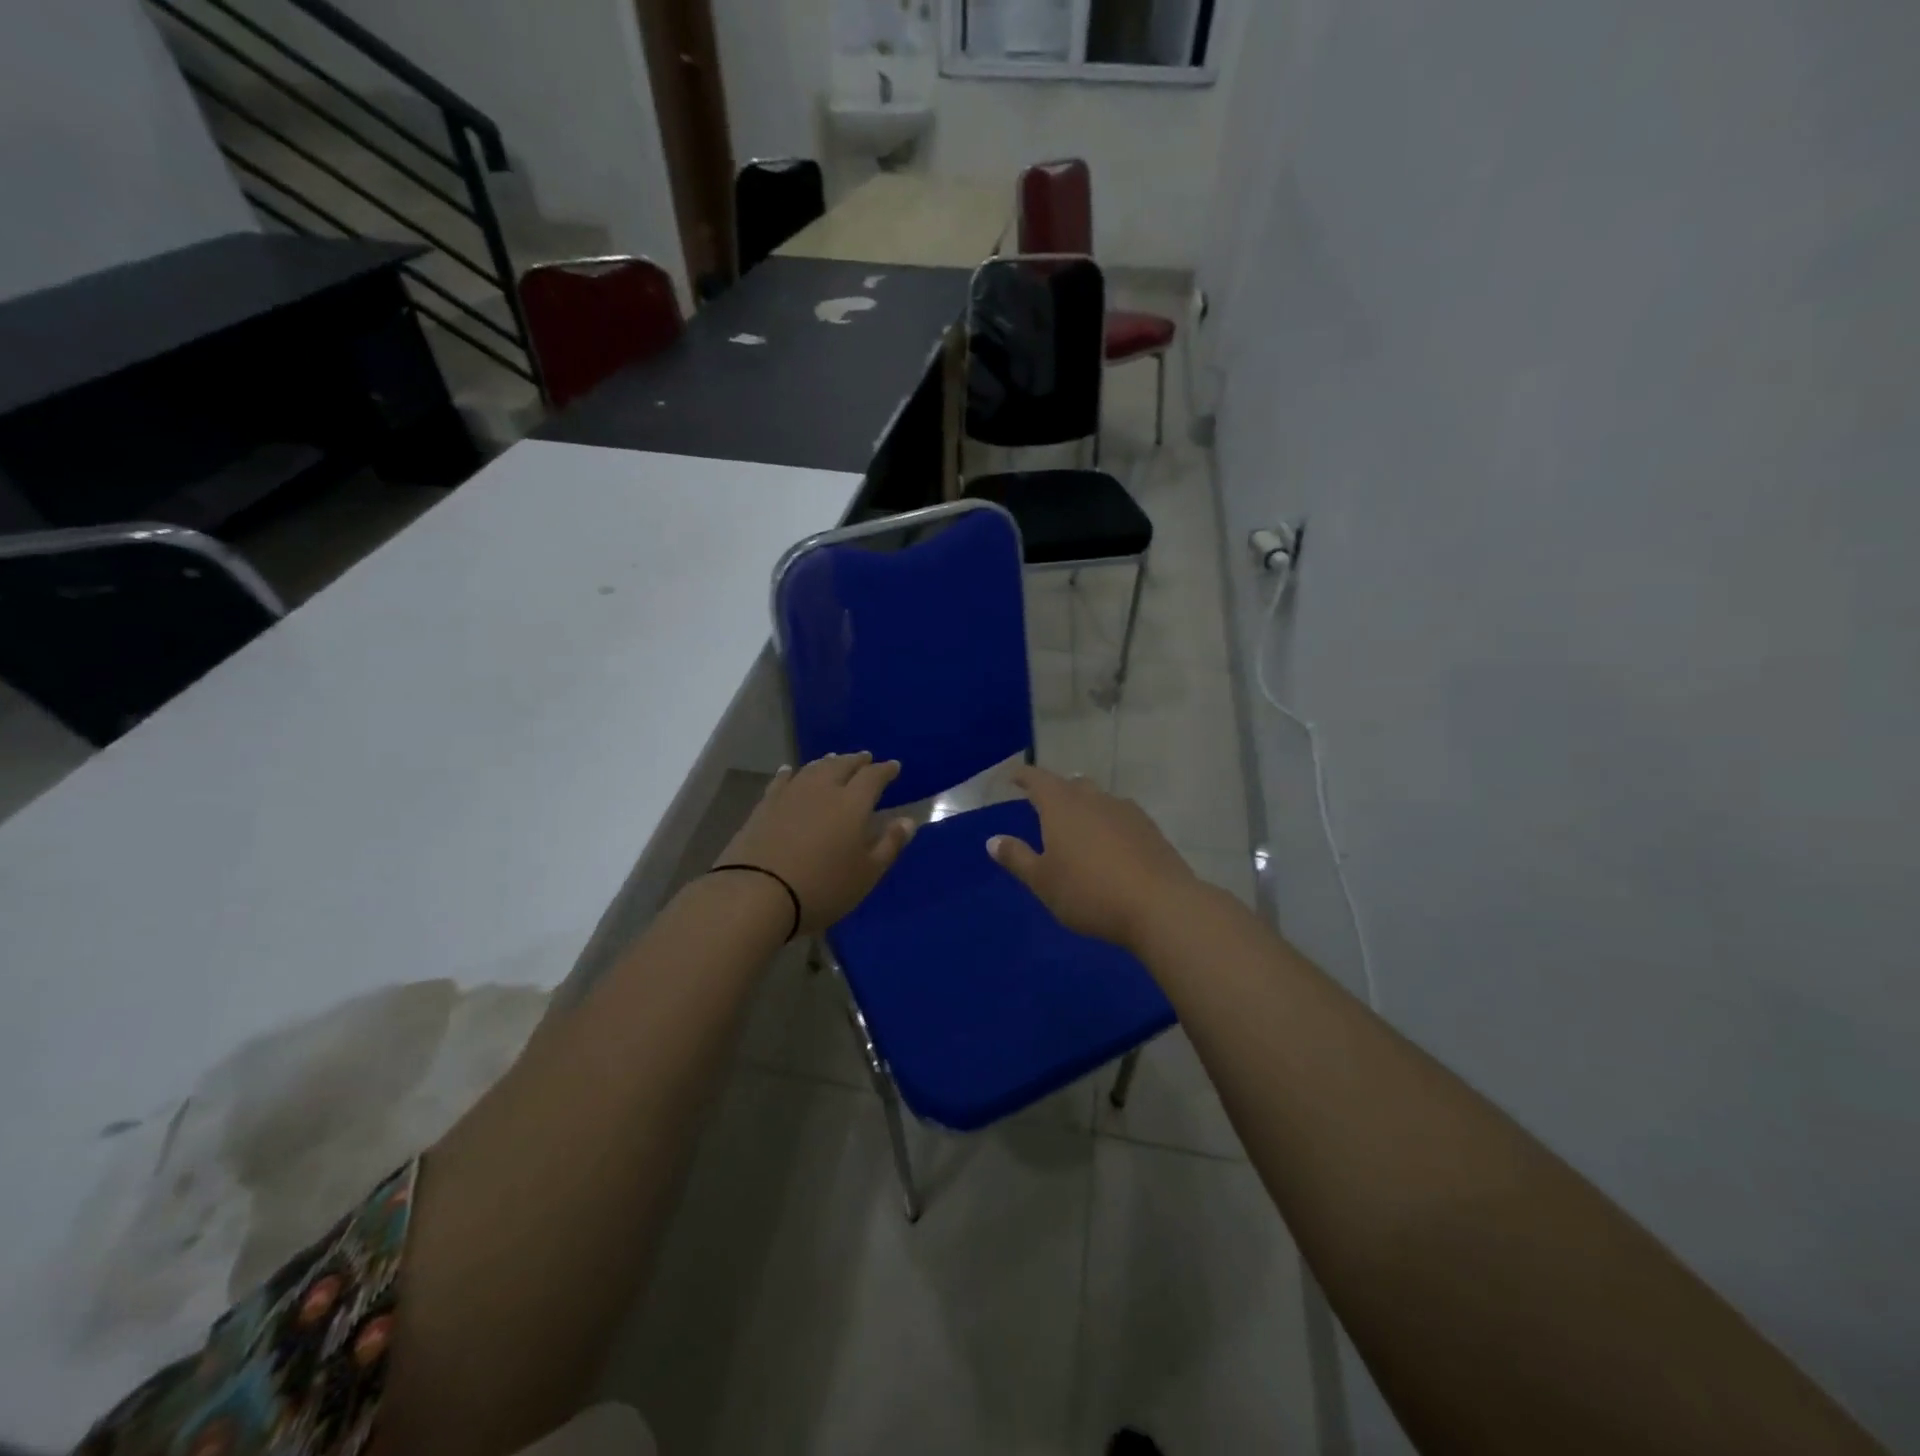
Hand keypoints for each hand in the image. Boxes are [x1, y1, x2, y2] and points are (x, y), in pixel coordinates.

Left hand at [716, 753, 916, 934]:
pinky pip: (782, 780)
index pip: (873, 777)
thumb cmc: (822, 887)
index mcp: (853, 803)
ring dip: (827, 762)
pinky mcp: (764, 806)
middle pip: (842, 765)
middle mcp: (823, 789)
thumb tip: (908, 820)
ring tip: (834, 760)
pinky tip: (790, 771)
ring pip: (813, 768)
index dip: (885, 770)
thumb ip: (889, 844)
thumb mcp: (867, 874)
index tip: (893, 766)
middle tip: (865, 758)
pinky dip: (791, 773)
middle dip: (856, 760)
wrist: (757, 893)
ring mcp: (790, 794)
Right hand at [987, 765, 1197, 951]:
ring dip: (1085, 805)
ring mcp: (1126, 811)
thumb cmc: (1089, 892)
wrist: (1160, 905)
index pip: (1038, 779)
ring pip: (1099, 798)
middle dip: (1056, 790)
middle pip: (1071, 784)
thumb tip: (993, 840)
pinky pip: (1120, 816)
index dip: (1023, 776)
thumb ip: (1017, 858)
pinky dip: (1108, 822)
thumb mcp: (1043, 881)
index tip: (1013, 776)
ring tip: (1078, 825)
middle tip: (1045, 804)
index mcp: (1061, 806)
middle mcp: (1094, 799)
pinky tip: (1110, 843)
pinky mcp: (1150, 829)